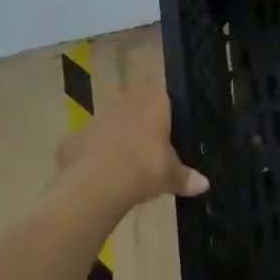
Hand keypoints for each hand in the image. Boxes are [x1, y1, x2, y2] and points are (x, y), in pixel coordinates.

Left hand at [54, 45, 208, 211]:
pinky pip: (87, 144)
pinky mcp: (74, 137)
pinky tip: (97, 176)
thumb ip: (185, 177)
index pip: (162, 95)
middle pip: (134, 106)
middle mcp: (125, 101)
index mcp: (153, 102)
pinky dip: (91, 156)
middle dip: (139, 123)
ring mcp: (97, 118)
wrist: (96, 184)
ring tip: (123, 164)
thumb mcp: (170, 176)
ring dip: (114, 138)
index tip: (167, 127)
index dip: (163, 109)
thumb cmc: (143, 169)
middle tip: (147, 147)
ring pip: (110, 123)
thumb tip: (205, 185)